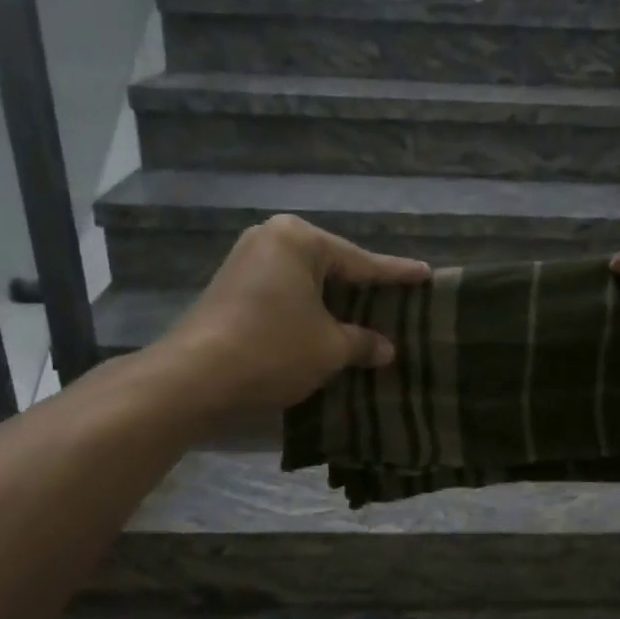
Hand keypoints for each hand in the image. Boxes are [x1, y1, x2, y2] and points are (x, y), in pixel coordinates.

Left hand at [163, 214, 430, 411]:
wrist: (193, 379)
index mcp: (299, 240)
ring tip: (368, 317)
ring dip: (334, 305)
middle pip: (332, 267)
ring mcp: (246, 263)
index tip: (426, 274)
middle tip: (399, 300)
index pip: (361, 261)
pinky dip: (308, 312)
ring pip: (307, 283)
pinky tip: (328, 329)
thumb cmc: (272, 350)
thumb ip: (362, 342)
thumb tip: (386, 349)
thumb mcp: (329, 348)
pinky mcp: (231, 290)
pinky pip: (285, 295)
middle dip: (363, 289)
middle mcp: (270, 240)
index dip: (397, 274)